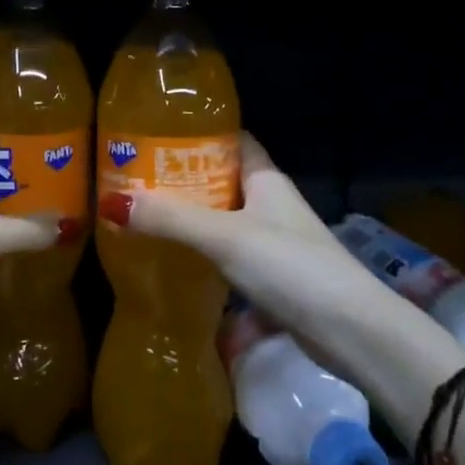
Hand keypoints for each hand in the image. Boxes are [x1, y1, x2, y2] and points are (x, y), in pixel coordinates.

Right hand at [98, 131, 446, 383]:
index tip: (156, 134)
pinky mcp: (273, 275)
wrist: (351, 331)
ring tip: (146, 215)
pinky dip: (205, 252)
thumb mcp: (225, 236)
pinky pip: (230, 252)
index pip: (231, 140)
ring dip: (192, 217)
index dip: (197, 134)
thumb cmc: (290, 266)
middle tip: (136, 178)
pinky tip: (176, 259)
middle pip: (222, 180)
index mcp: (265, 178)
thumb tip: (113, 201)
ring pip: (225, 218)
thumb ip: (172, 219)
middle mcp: (270, 202)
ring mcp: (273, 240)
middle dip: (184, 178)